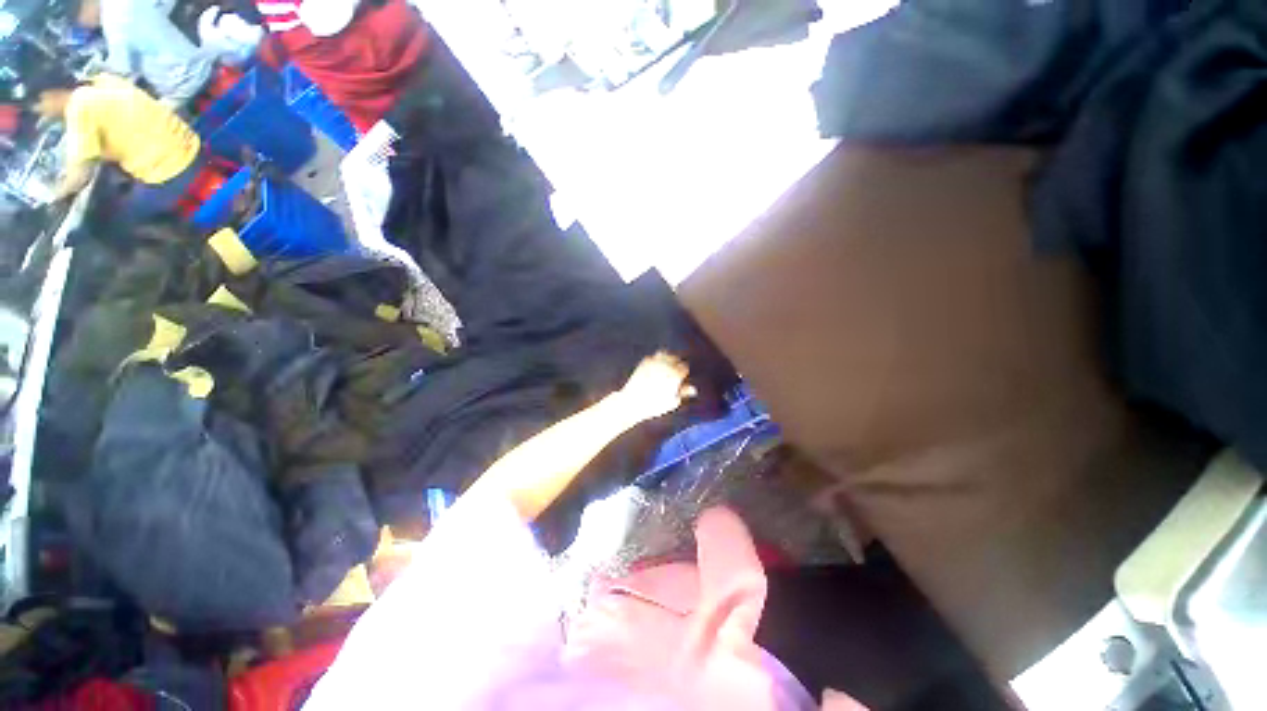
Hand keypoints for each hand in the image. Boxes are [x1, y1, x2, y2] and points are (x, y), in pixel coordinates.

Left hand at [617, 352, 694, 420]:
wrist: (633, 402)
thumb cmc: (654, 405)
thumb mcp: (672, 402)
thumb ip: (683, 393)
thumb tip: (694, 389)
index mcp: (675, 375)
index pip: (684, 367)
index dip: (683, 373)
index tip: (680, 379)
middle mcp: (666, 365)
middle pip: (675, 358)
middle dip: (676, 364)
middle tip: (673, 373)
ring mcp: (654, 362)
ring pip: (665, 353)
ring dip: (666, 358)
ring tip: (664, 368)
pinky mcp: (644, 362)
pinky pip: (653, 357)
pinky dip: (655, 360)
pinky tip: (654, 368)